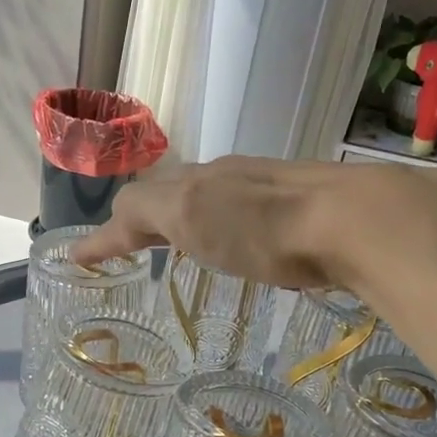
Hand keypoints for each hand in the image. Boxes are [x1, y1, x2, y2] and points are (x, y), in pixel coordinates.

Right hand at [72, 155, 436, 293]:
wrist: (353, 222)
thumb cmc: (260, 225)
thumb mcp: (188, 214)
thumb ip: (144, 213)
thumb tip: (108, 224)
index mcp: (195, 180)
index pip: (139, 200)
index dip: (110, 231)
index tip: (83, 258)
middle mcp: (227, 178)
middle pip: (173, 193)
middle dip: (146, 219)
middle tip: (131, 249)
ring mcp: (266, 191)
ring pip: (210, 201)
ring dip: (185, 223)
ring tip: (179, 253)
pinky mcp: (300, 213)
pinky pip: (244, 216)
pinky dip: (222, 231)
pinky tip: (238, 250)